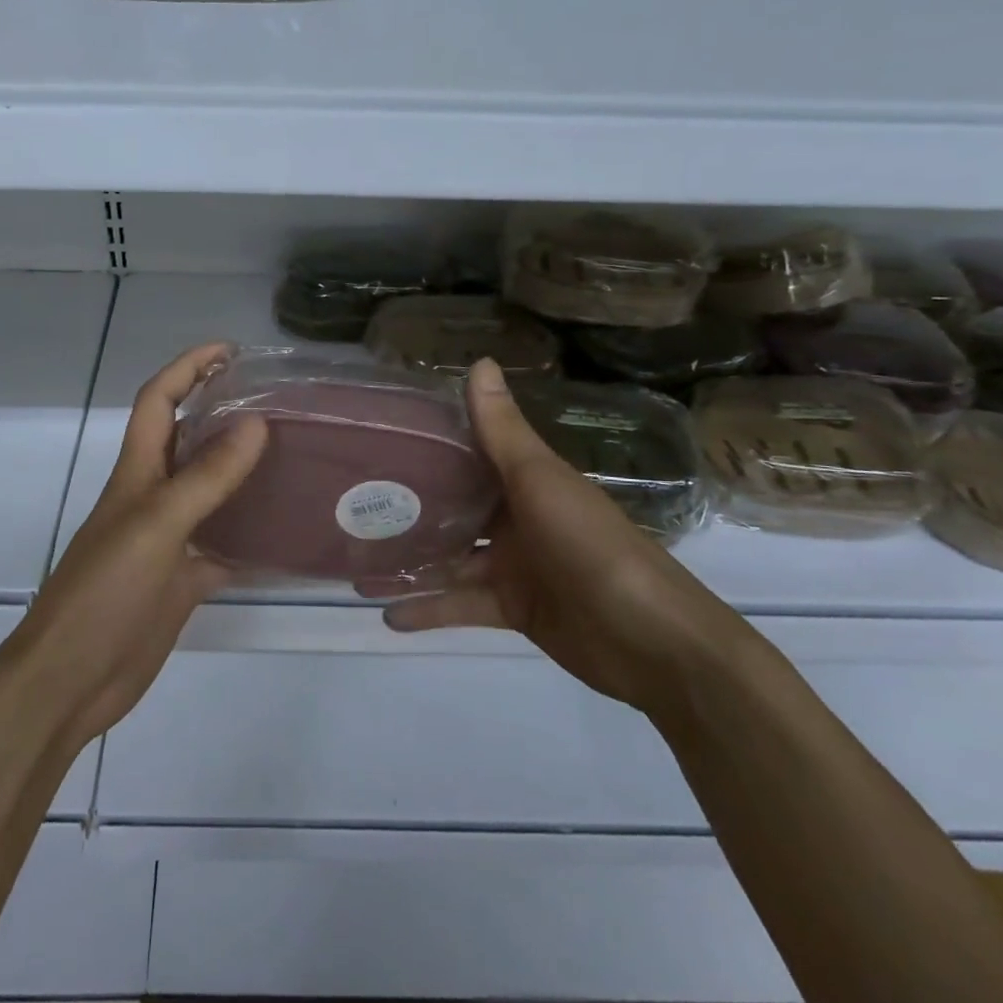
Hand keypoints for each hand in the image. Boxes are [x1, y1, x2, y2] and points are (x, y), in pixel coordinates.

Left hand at [6, 343, 267, 747]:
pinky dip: (253, 540)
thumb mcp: (157, 526)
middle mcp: (153, 498)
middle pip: (189, 441)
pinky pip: (225, 548)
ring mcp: (169, 541)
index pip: (158, 400)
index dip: (187, 367)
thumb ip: (206, 478)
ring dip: (245, 474)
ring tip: (297, 459)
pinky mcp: (183, 581)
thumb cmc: (103, 593)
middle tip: (281, 404)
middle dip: (224, 413)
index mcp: (137, 473)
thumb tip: (255, 424)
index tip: (231, 350)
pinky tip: (289, 537)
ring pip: (212, 494)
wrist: (70, 680)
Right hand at [363, 358, 752, 714]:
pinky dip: (427, 609)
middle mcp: (516, 517)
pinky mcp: (511, 609)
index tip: (378, 437)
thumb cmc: (592, 546)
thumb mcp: (540, 482)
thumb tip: (479, 361)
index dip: (427, 444)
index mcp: (525, 480)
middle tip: (350, 502)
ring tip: (353, 562)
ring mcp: (513, 565)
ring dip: (408, 561)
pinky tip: (384, 612)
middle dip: (408, 506)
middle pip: (452, 507)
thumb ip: (502, 431)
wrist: (652, 641)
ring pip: (448, 558)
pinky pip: (459, 605)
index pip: (469, 453)